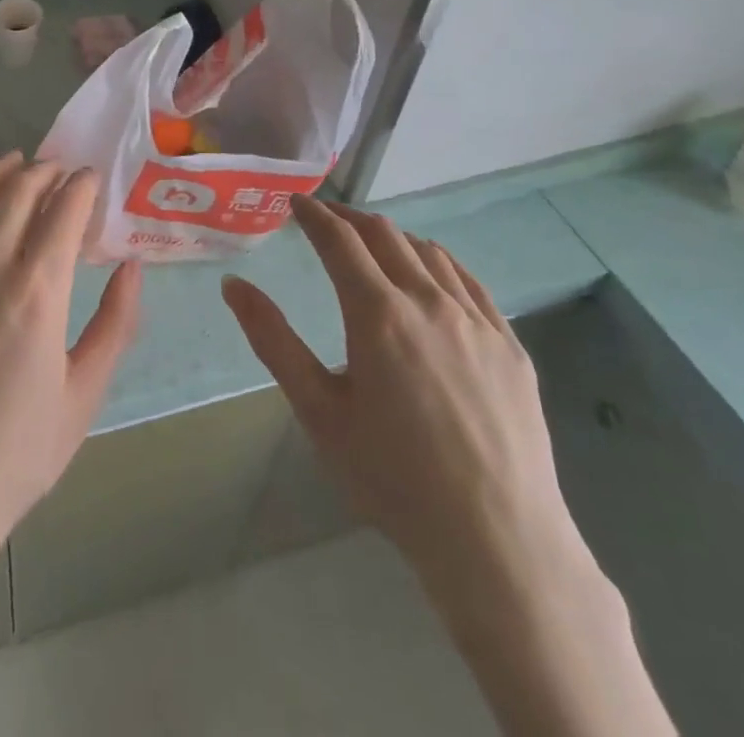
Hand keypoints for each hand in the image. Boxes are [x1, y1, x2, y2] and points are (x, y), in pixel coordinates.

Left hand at [0, 152, 144, 561]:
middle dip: (46, 171)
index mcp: (39, 290)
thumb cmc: (17, 452)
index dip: (82, 186)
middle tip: (62, 170)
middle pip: (19, 192)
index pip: (64, 211)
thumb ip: (115, 323)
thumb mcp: (85, 394)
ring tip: (18, 162)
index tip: (93, 179)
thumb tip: (132, 266)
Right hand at [221, 198, 589, 616]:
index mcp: (378, 314)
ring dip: (393, 237)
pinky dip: (438, 263)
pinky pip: (469, 282)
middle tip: (326, 219)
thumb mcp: (318, 411)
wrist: (496, 539)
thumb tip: (233, 284)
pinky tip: (431, 275)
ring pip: (429, 252)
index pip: (340, 240)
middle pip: (385, 235)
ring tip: (373, 244)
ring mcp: (477, 320)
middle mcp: (429, 301)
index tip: (296, 203)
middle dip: (350, 218)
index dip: (315, 215)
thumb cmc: (392, 478)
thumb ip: (273, 340)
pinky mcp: (510, 344)